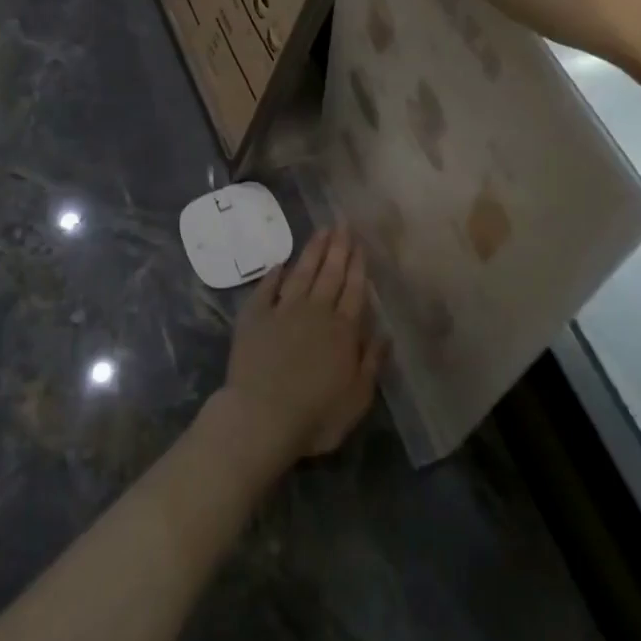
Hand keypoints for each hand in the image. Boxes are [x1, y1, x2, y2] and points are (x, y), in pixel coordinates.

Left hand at [217, 227, 383, 467]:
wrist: (261, 417)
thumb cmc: (316, 415)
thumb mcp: (357, 398)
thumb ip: (371, 362)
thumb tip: (385, 333)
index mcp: (343, 330)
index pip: (354, 289)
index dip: (358, 265)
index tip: (360, 242)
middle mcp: (315, 312)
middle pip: (330, 274)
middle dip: (338, 247)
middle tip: (342, 223)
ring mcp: (283, 311)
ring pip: (302, 274)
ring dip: (312, 251)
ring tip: (321, 230)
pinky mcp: (254, 317)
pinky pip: (266, 289)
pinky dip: (274, 275)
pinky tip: (280, 264)